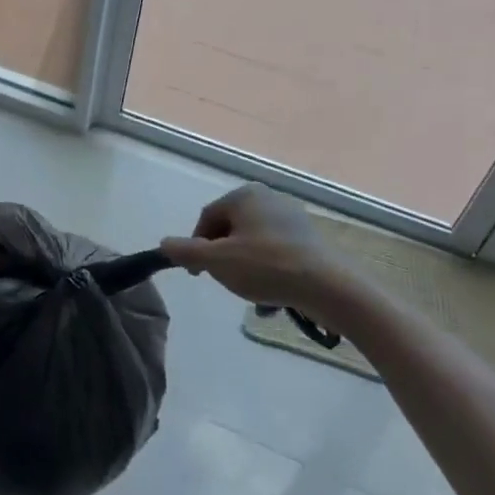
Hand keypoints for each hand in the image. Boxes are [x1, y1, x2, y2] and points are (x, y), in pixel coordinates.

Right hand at [160, 184, 343, 310]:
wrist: (330, 287)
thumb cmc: (267, 267)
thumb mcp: (217, 262)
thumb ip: (187, 251)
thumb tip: (164, 243)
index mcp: (245, 196)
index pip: (208, 218)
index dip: (196, 247)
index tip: (197, 274)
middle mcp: (269, 198)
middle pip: (231, 231)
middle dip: (225, 260)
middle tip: (227, 284)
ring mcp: (292, 218)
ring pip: (254, 246)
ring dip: (247, 272)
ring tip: (253, 297)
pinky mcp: (310, 240)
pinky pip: (277, 255)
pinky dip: (270, 274)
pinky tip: (274, 299)